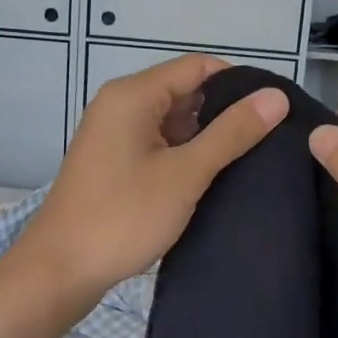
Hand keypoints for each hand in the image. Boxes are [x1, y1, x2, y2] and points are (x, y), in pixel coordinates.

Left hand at [11, 55, 287, 314]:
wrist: (60, 270)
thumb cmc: (123, 216)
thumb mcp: (185, 174)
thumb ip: (232, 133)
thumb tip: (276, 97)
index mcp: (133, 95)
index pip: (198, 67)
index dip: (238, 84)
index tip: (274, 110)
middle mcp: (120, 105)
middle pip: (184, 92)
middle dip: (224, 112)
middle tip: (270, 139)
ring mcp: (114, 135)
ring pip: (172, 122)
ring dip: (206, 137)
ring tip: (250, 158)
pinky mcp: (114, 163)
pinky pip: (158, 145)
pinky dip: (184, 155)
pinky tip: (213, 177)